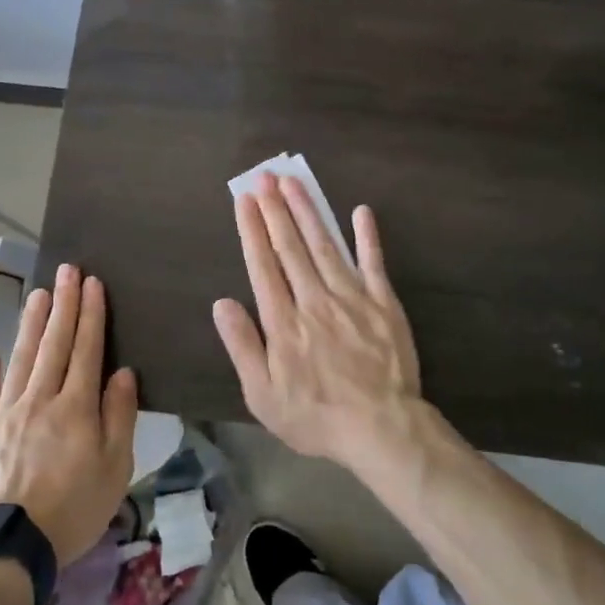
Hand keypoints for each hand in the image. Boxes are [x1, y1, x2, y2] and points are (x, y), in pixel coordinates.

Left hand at [0, 263, 136, 567]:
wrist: (4, 548)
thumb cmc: (71, 509)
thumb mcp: (115, 468)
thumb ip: (119, 416)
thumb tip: (122, 372)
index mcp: (76, 407)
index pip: (87, 350)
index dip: (91, 315)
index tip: (92, 283)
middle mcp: (40, 400)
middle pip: (54, 345)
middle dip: (64, 305)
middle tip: (67, 270)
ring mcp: (5, 414)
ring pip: (20, 359)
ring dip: (31, 325)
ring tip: (38, 295)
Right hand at [213, 173, 426, 470]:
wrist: (381, 428)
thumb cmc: (316, 416)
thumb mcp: (263, 395)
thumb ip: (243, 346)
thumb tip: (222, 303)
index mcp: (283, 322)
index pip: (263, 266)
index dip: (252, 230)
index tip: (244, 200)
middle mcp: (314, 300)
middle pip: (290, 247)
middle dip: (275, 209)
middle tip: (265, 176)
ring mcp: (351, 298)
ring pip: (324, 246)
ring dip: (308, 212)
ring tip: (294, 182)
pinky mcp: (383, 303)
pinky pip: (373, 263)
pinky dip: (366, 236)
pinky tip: (360, 211)